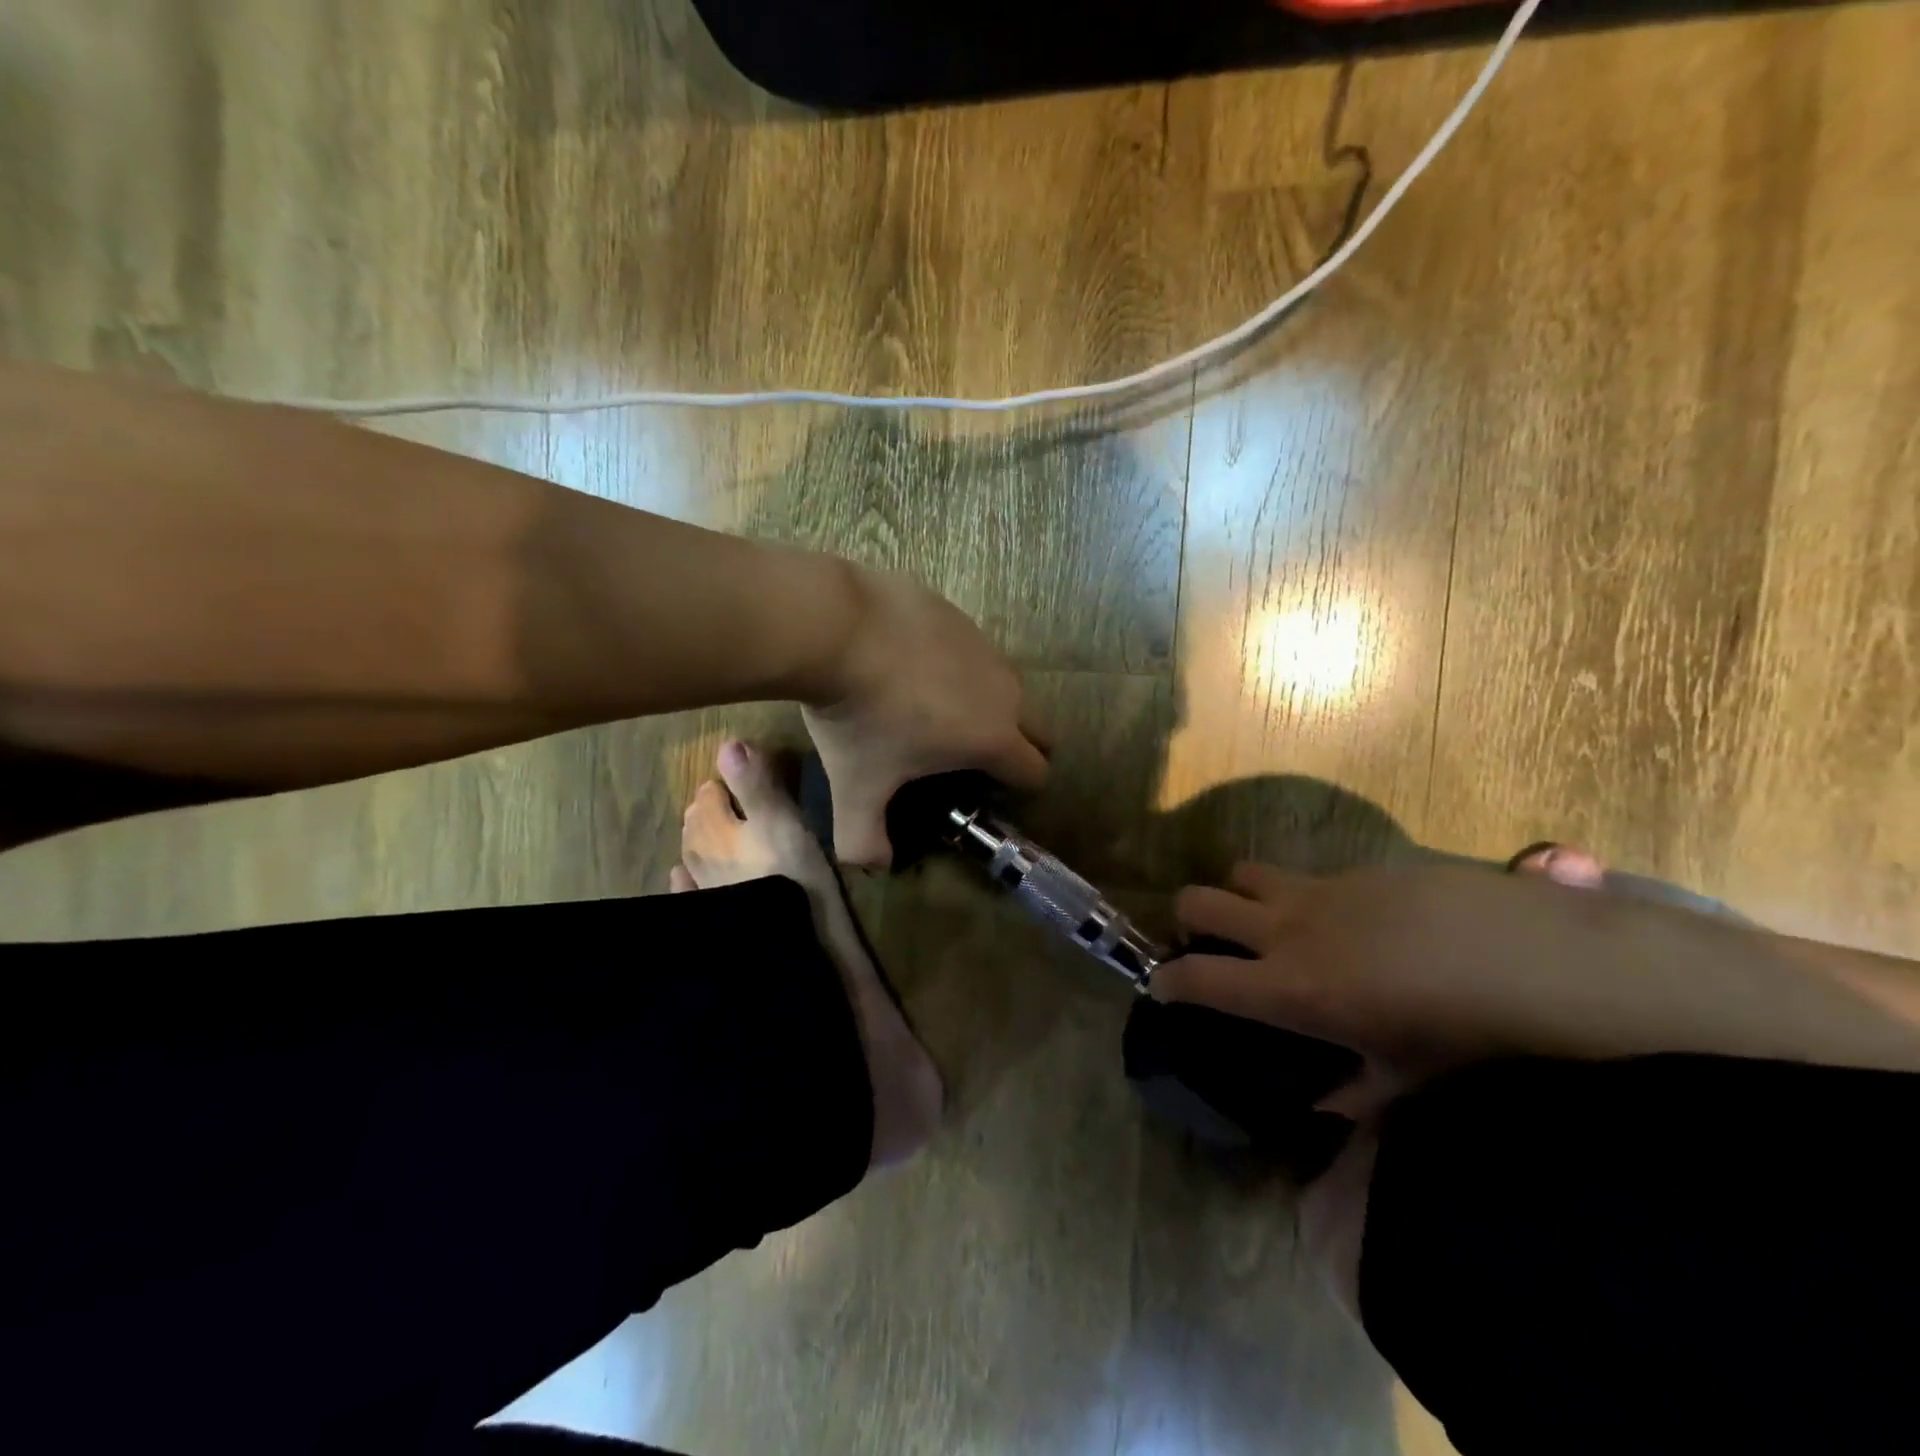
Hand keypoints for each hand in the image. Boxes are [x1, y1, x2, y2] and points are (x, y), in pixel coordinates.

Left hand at [803, 567, 1047, 866]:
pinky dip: (951, 661)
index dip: (1019, 788)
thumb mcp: (855, 788)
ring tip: (928, 707)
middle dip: (1016, 745)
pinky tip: (907, 662)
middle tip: (965, 755)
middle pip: (1035, 726)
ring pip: (1002, 683)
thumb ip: (864, 840)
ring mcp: (983, 645)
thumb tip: (873, 867)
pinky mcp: (957, 613)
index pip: (1036, 772)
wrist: (836, 628)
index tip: (987, 792)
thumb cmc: (859, 717)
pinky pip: (968, 647)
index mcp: (993, 738)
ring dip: (982, 701)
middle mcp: (1003, 690)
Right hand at [1153, 859, 1912, 1116]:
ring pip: (1245, 872)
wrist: (1548, 963)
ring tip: (1273, 924)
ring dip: (1242, 895)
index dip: (1168, 981)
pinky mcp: (1360, 869)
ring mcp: (1322, 890)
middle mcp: (1288, 929)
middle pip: (1199, 900)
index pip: (1197, 978)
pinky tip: (1355, 925)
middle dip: (1188, 920)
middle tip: (1208, 945)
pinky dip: (1305, 897)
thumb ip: (1353, 1094)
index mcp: (1290, 988)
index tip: (1162, 987)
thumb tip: (1322, 1107)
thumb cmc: (1471, 1040)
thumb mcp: (1406, 1083)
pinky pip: (1308, 876)